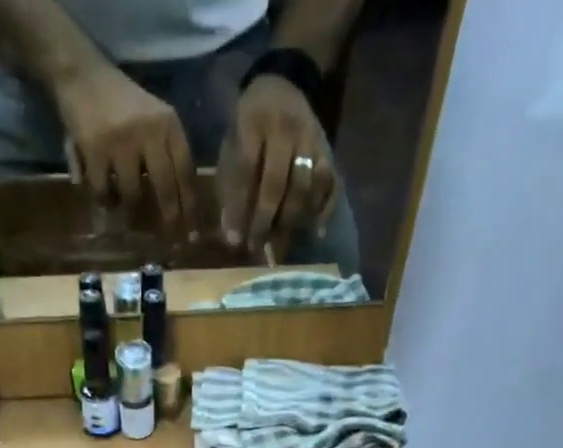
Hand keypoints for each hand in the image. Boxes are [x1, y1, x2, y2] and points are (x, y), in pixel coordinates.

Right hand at [54, 65, 198, 234]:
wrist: (82, 75)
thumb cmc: (123, 106)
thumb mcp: (154, 121)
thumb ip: (168, 156)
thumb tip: (183, 209)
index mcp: (168, 124)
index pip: (186, 172)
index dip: (190, 207)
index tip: (194, 235)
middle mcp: (149, 131)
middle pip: (165, 188)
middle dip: (169, 220)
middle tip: (170, 242)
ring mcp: (122, 141)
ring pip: (133, 195)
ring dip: (130, 212)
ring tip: (126, 217)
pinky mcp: (95, 150)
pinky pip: (104, 193)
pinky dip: (104, 201)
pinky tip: (104, 199)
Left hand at [218, 75, 338, 254]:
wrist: (282, 85)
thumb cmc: (249, 124)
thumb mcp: (232, 143)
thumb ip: (231, 184)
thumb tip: (231, 232)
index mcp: (254, 121)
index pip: (246, 172)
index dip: (239, 208)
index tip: (233, 239)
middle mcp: (286, 129)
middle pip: (277, 185)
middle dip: (264, 221)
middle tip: (255, 247)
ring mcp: (311, 139)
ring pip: (304, 189)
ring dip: (290, 221)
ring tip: (278, 244)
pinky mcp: (328, 150)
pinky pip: (331, 184)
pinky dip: (324, 210)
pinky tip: (316, 232)